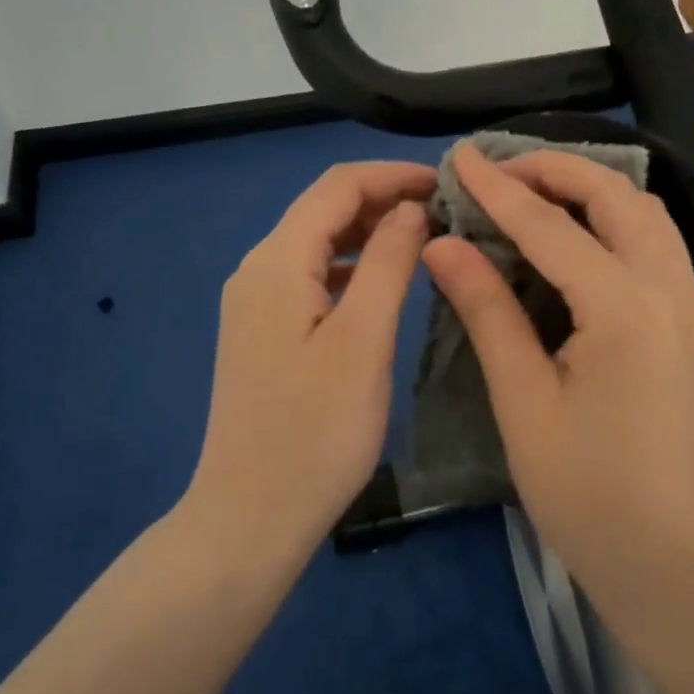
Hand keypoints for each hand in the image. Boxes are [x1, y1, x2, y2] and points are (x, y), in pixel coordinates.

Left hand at [185, 161, 434, 561]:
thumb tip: (410, 209)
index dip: (392, 175)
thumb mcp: (363, 340)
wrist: (248, 519)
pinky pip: (311, 275)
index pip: (338, 186)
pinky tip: (384, 283)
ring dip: (369, 232)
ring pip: (318, 242)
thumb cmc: (315, 432)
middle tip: (444, 212)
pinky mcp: (263, 330)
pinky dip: (352, 266)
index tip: (446, 183)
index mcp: (277, 261)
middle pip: (324, 209)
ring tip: (425, 239)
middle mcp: (258, 268)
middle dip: (383, 199)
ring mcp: (255, 301)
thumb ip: (389, 263)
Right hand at [421, 145, 693, 602]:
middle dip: (557, 170)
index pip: (550, 227)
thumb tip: (444, 244)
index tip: (460, 157)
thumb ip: (487, 310)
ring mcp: (692, 306)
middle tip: (501, 171)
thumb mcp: (523, 401)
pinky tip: (578, 237)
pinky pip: (657, 243)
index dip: (499, 189)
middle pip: (617, 196)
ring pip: (647, 213)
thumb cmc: (587, 494)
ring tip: (535, 192)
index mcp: (624, 310)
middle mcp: (670, 292)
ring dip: (592, 189)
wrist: (674, 565)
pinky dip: (615, 219)